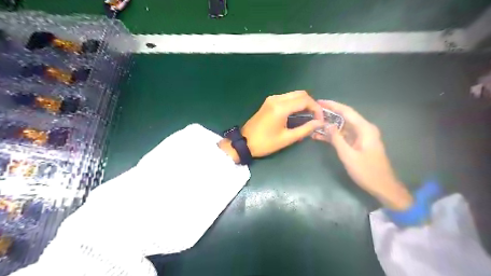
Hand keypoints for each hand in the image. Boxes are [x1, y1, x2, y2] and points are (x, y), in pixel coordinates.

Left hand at [221, 91, 325, 162]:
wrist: (245, 142)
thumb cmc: (265, 143)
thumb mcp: (287, 138)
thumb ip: (305, 129)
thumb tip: (319, 123)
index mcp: (281, 107)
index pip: (305, 100)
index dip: (316, 108)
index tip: (320, 119)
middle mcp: (276, 99)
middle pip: (300, 94)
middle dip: (311, 104)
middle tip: (316, 117)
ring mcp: (271, 99)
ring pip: (293, 94)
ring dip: (303, 102)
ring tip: (309, 116)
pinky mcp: (269, 102)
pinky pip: (286, 98)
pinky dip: (295, 103)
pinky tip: (297, 113)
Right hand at [312, 100, 410, 209]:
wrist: (382, 186)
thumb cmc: (367, 171)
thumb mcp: (348, 155)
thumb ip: (337, 139)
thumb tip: (327, 125)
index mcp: (364, 129)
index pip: (346, 111)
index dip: (332, 105)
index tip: (319, 102)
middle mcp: (363, 129)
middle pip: (344, 117)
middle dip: (328, 115)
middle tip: (313, 112)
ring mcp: (360, 137)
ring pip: (342, 127)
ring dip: (328, 126)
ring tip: (313, 124)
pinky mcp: (357, 144)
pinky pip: (343, 136)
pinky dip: (332, 136)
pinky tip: (319, 136)